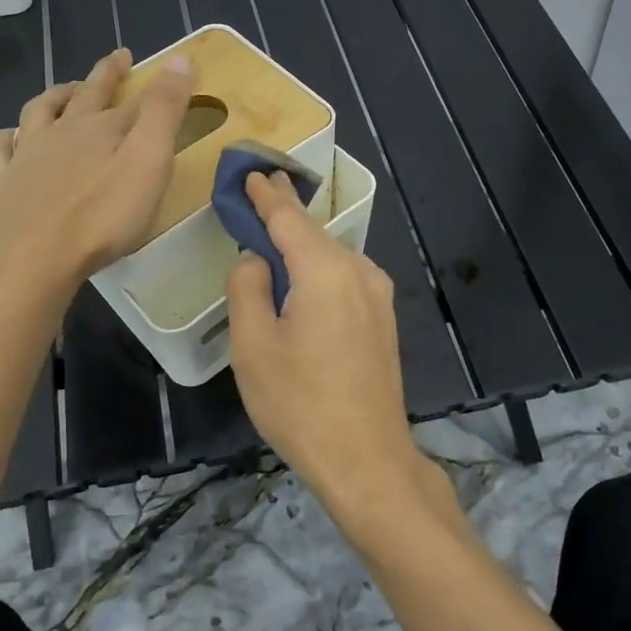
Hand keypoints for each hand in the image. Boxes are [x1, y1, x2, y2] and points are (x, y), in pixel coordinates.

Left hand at [0, 48, 194, 292]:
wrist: (40, 256)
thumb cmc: (104, 214)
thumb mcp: (149, 160)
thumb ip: (164, 110)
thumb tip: (180, 56)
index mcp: (101, 127)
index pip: (132, 98)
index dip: (149, 82)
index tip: (167, 67)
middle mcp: (63, 131)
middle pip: (85, 96)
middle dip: (104, 76)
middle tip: (116, 60)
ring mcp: (28, 155)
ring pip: (40, 112)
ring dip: (56, 96)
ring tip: (66, 90)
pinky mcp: (5, 184)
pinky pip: (1, 150)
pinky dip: (8, 137)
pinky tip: (11, 136)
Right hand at [226, 172, 417, 504]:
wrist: (366, 459)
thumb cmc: (300, 404)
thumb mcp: (253, 346)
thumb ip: (248, 288)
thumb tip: (258, 259)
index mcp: (325, 270)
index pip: (288, 217)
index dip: (266, 193)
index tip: (249, 172)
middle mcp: (358, 271)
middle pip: (313, 232)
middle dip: (285, 211)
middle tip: (261, 187)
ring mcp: (377, 295)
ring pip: (331, 255)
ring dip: (302, 242)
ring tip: (274, 231)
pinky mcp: (383, 319)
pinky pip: (344, 277)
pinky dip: (318, 266)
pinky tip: (302, 276)